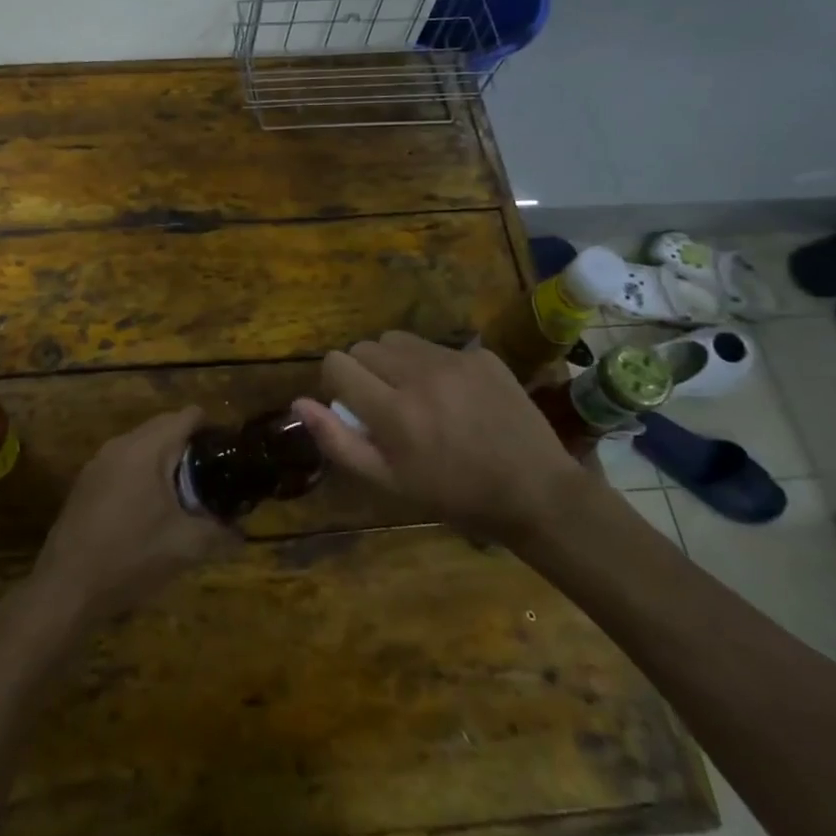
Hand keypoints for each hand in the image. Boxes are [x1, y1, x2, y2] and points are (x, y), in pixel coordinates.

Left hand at [27, 407, 239, 624]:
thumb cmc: (130, 557)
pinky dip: (143, 475)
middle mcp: (119, 445)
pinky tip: (151, 511)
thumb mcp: (185, 548)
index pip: (186, 416)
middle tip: (213, 477)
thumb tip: (242, 533)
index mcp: (145, 449)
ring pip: (142, 447)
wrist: (66, 589)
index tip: (228, 453)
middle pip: (163, 427)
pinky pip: (123, 464)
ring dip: (165, 463)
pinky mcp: (85, 484)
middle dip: (190, 447)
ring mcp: (98, 463)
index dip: (212, 428)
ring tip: (186, 495)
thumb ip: (220, 534)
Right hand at [293, 330, 581, 538]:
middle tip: (386, 402)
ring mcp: (454, 360)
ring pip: (397, 339)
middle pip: (364, 347)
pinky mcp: (482, 355)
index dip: (336, 383)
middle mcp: (419, 375)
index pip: (337, 363)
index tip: (353, 405)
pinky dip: (433, 365)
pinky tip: (455, 395)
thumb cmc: (453, 495)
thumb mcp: (388, 483)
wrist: (535, 491)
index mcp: (393, 411)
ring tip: (415, 392)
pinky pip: (437, 346)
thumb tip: (299, 403)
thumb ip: (337, 441)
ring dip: (395, 361)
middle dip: (364, 371)